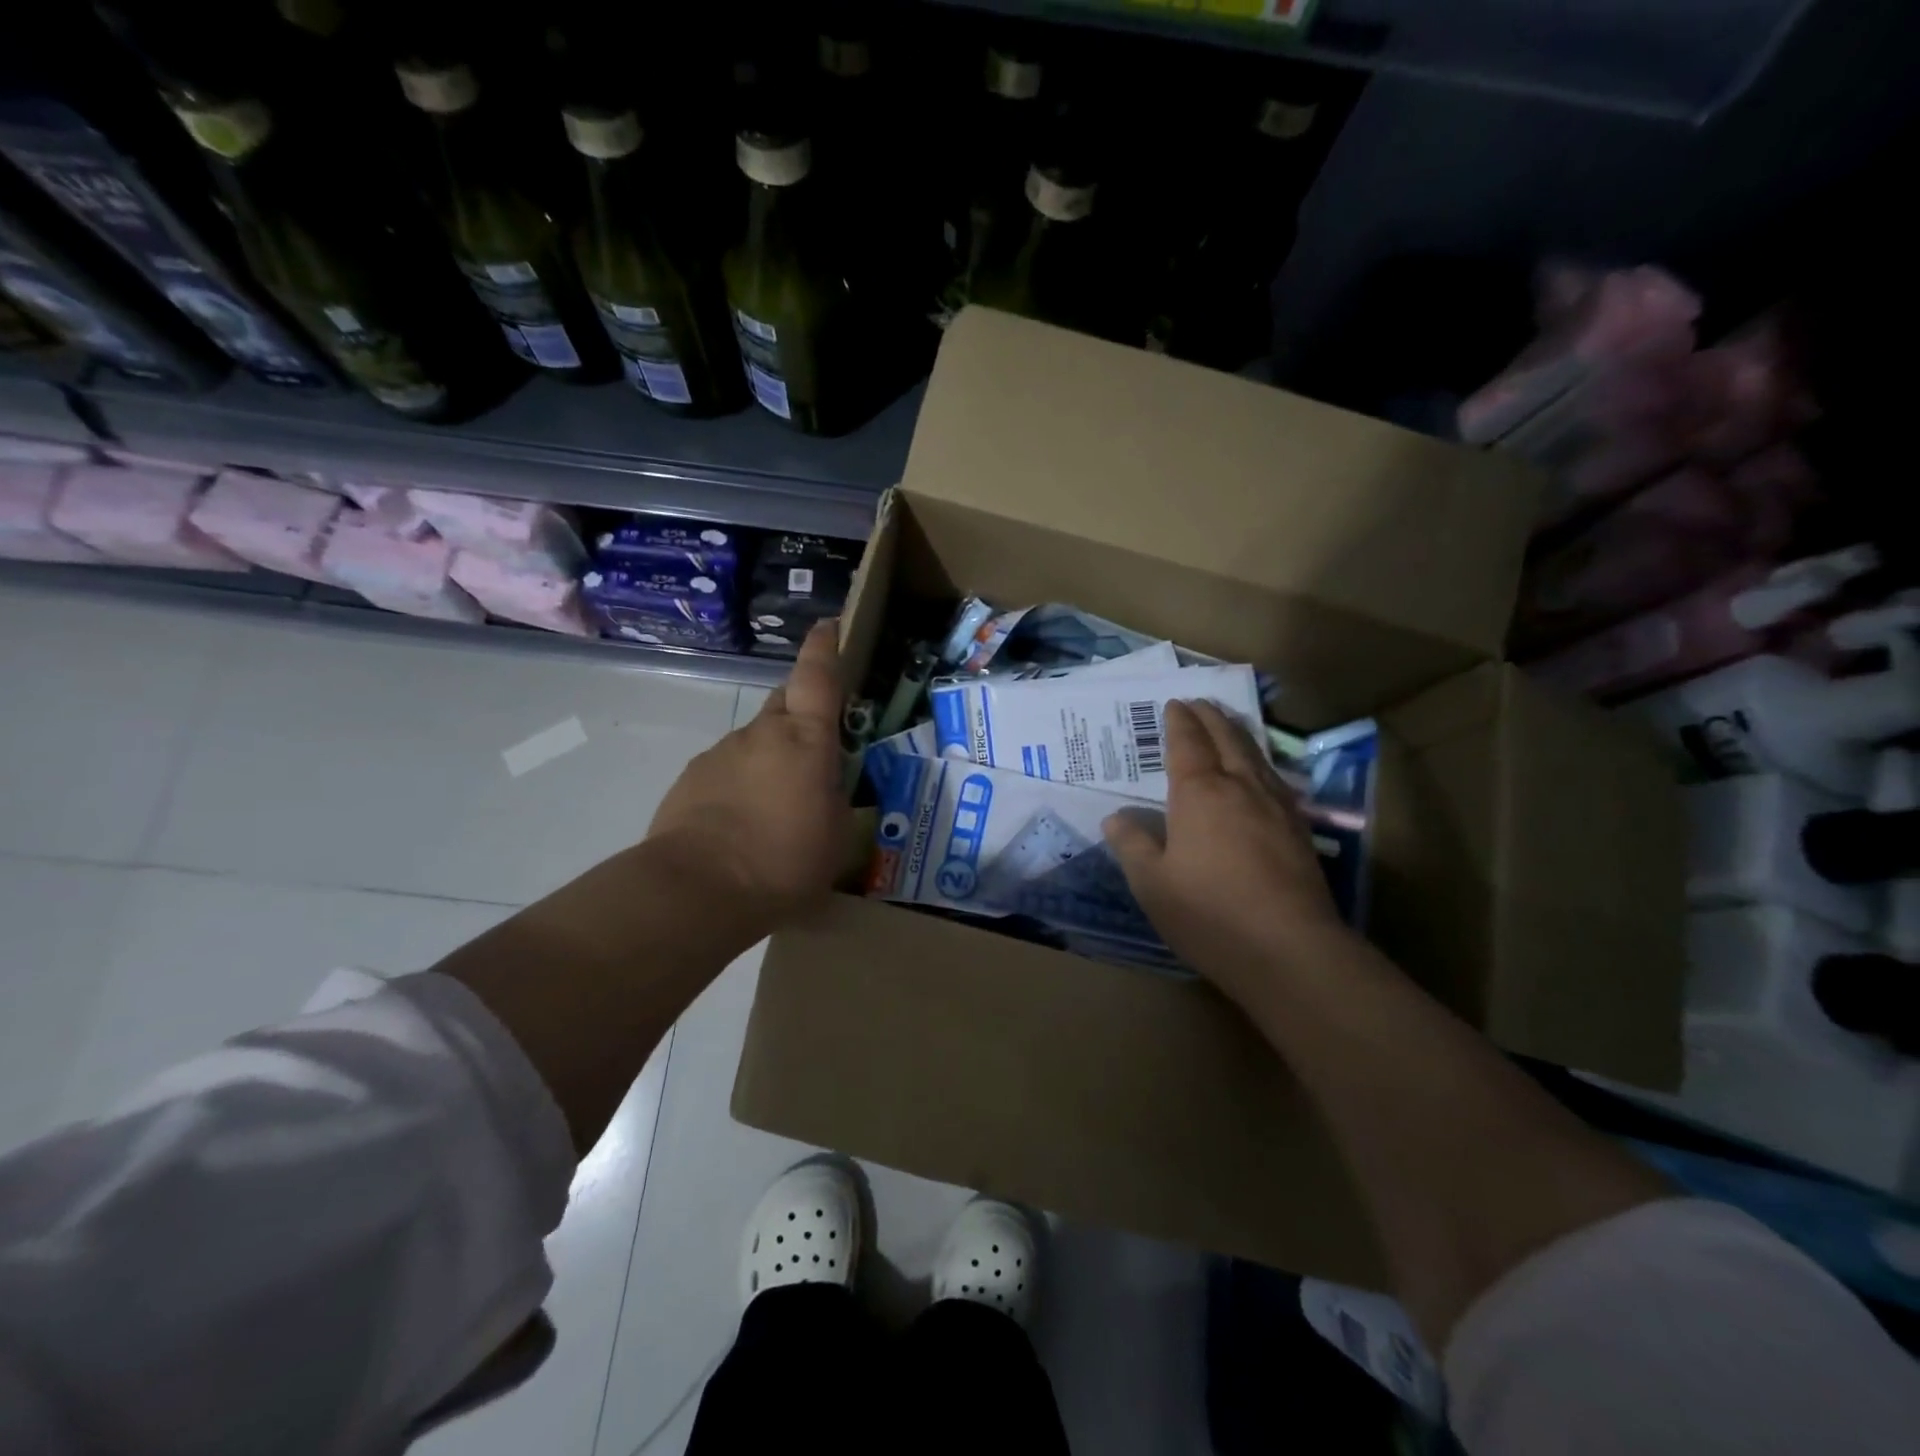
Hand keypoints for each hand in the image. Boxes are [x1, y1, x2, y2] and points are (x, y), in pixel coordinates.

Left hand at [646, 621, 851, 939]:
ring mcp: (720, 753)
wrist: (696, 890)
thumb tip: (823, 786)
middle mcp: (760, 733)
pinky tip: (741, 828)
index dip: (825, 647)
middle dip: (801, 716)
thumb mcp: (836, 835)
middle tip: (815, 752)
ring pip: (754, 744)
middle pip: (785, 706)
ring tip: (776, 812)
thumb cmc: (784, 860)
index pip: (817, 676)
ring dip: (769, 763)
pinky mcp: (690, 780)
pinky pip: (727, 771)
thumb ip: (834, 798)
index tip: (830, 625)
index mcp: (805, 739)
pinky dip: (740, 787)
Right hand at [1103, 700, 1351, 1005]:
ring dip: (1239, 734)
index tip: (1173, 704)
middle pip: (1227, 739)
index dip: (1179, 722)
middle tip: (1200, 702)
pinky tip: (1261, 775)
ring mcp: (1277, 807)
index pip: (1187, 743)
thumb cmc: (1209, 913)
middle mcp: (1241, 788)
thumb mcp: (1151, 884)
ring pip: (1256, 756)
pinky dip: (1261, 763)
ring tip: (1228, 725)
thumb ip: (1132, 844)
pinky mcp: (1300, 831)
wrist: (1289, 950)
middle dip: (1211, 717)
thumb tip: (1117, 817)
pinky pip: (1275, 780)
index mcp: (1200, 793)